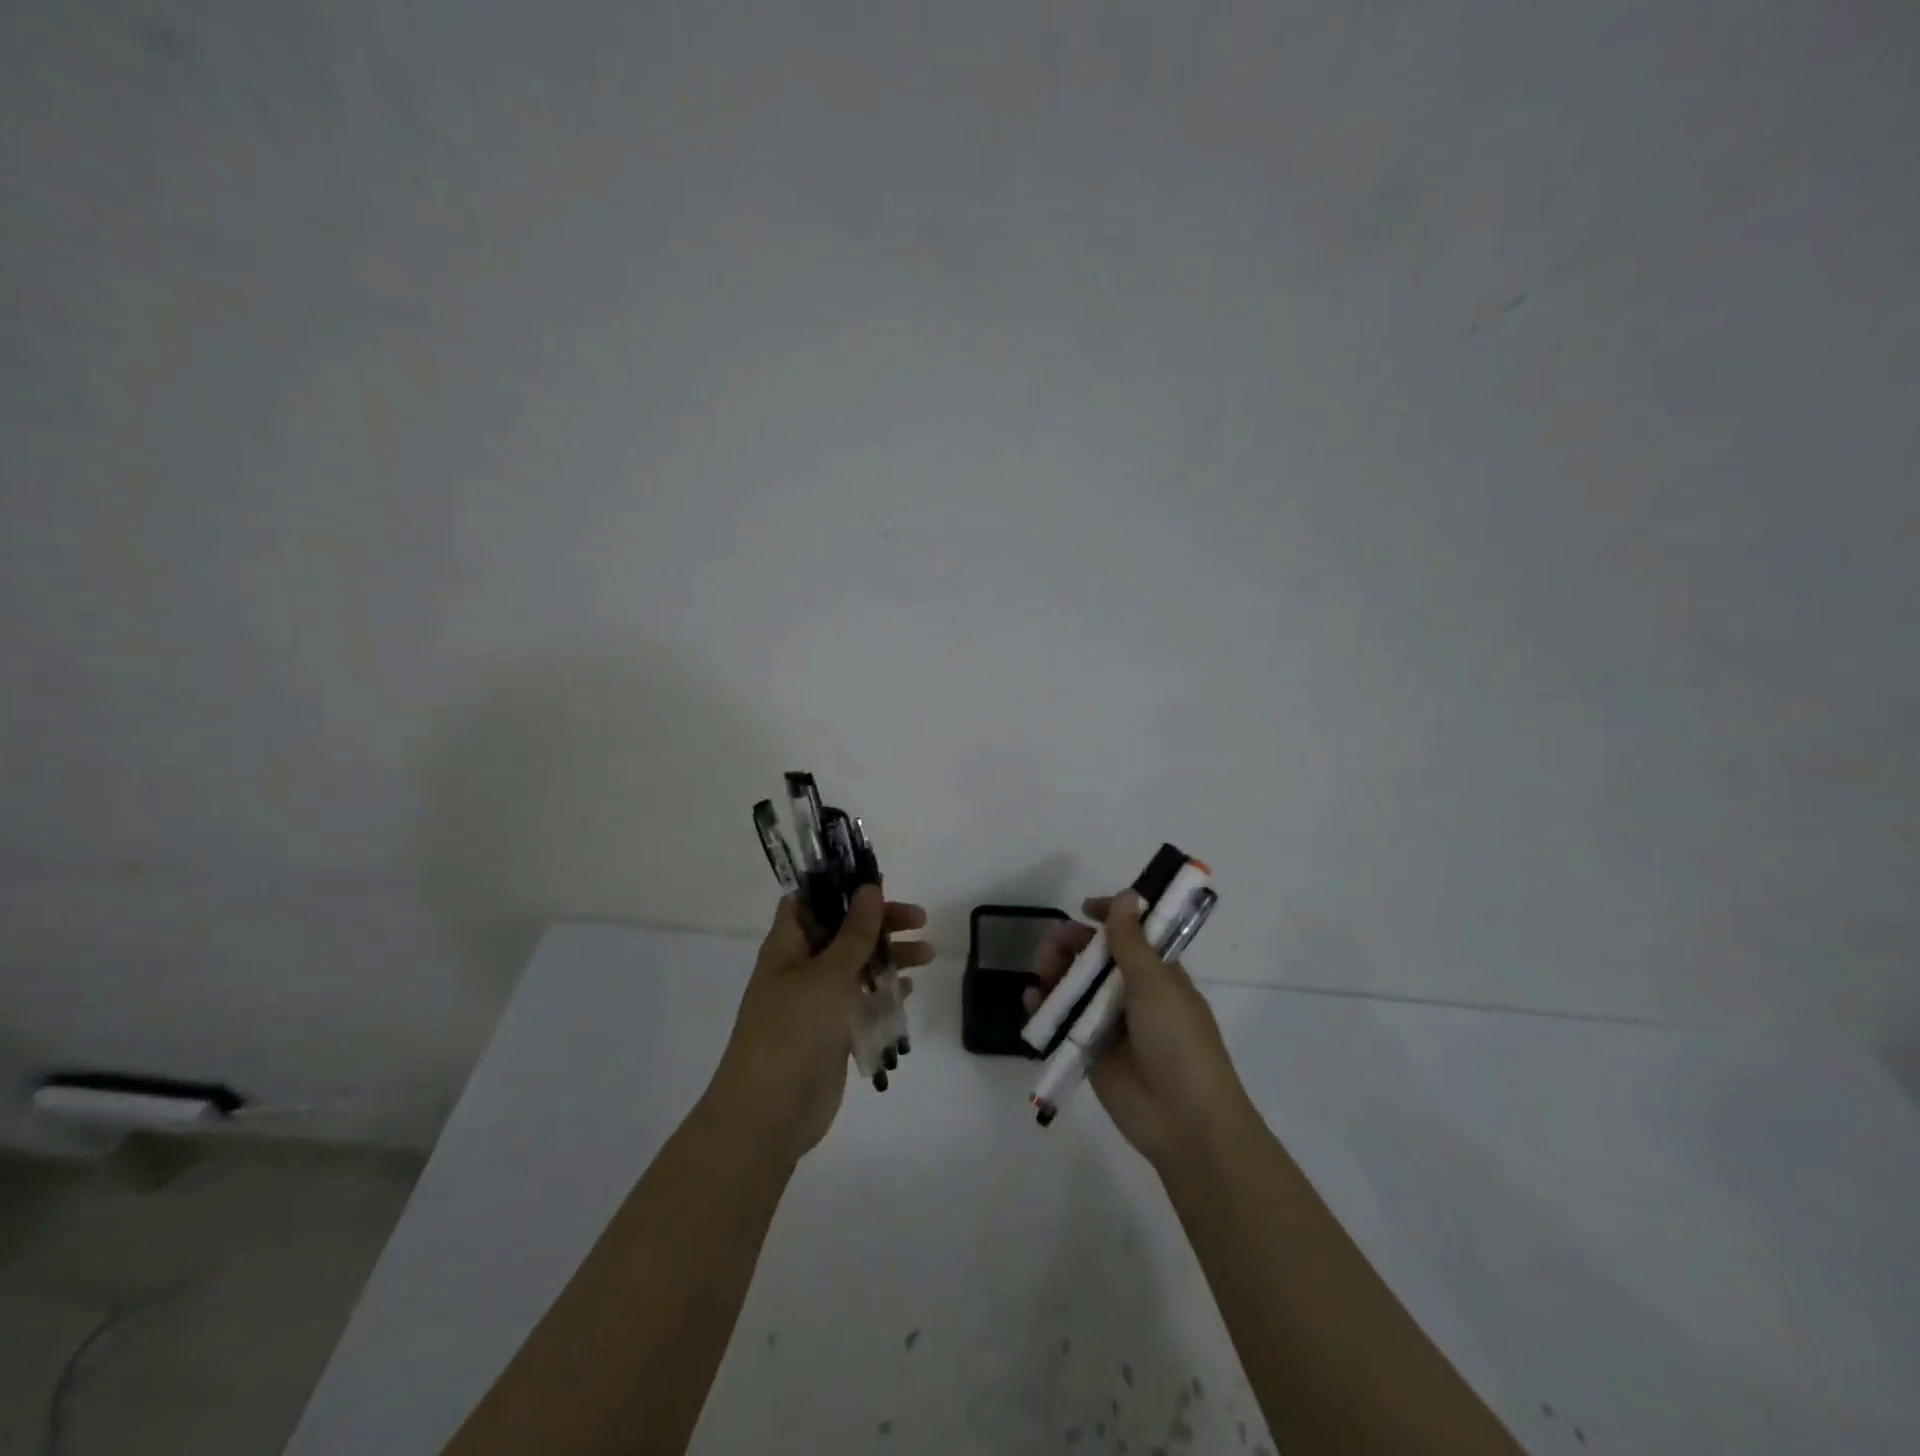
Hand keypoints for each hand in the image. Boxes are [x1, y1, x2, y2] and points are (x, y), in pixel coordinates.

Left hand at [706, 885, 932, 1163]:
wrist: (770, 1112)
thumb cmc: (793, 1030)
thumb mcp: (827, 974)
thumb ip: (854, 932)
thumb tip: (869, 887)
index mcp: (787, 946)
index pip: (809, 901)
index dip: (839, 887)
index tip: (877, 882)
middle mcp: (800, 968)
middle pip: (842, 931)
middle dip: (879, 922)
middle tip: (919, 920)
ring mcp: (816, 1002)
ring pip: (857, 966)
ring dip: (890, 956)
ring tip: (928, 955)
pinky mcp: (832, 1031)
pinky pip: (861, 1001)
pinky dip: (883, 991)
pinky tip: (909, 988)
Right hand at [1028, 892, 1255, 1170]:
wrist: (1185, 1121)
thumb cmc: (1179, 1043)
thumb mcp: (1157, 985)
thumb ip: (1132, 941)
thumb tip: (1127, 895)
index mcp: (1158, 973)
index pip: (1131, 933)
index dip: (1109, 916)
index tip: (1084, 908)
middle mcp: (1132, 993)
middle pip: (1094, 957)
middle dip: (1071, 944)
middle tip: (1053, 943)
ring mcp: (1108, 1022)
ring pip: (1074, 985)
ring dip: (1054, 971)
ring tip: (1041, 971)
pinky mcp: (1088, 1050)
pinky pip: (1061, 1021)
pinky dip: (1044, 1007)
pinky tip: (1031, 1000)